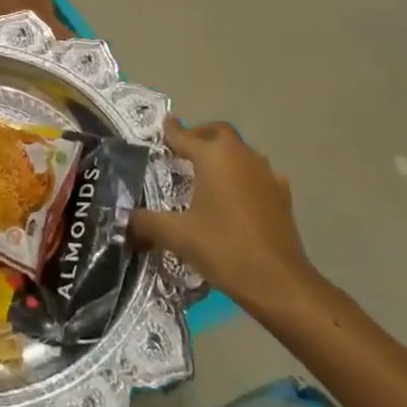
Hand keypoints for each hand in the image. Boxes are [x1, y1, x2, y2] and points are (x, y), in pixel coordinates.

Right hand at [130, 117, 323, 321]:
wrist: (278, 281)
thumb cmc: (223, 248)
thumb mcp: (176, 235)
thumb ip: (145, 222)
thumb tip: (125, 218)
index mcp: (213, 157)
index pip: (184, 135)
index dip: (170, 130)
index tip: (163, 124)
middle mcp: (241, 156)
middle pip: (218, 133)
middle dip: (200, 136)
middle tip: (182, 150)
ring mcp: (266, 174)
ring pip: (240, 152)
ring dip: (223, 155)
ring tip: (206, 175)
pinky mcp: (282, 195)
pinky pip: (257, 174)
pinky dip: (242, 176)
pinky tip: (234, 198)